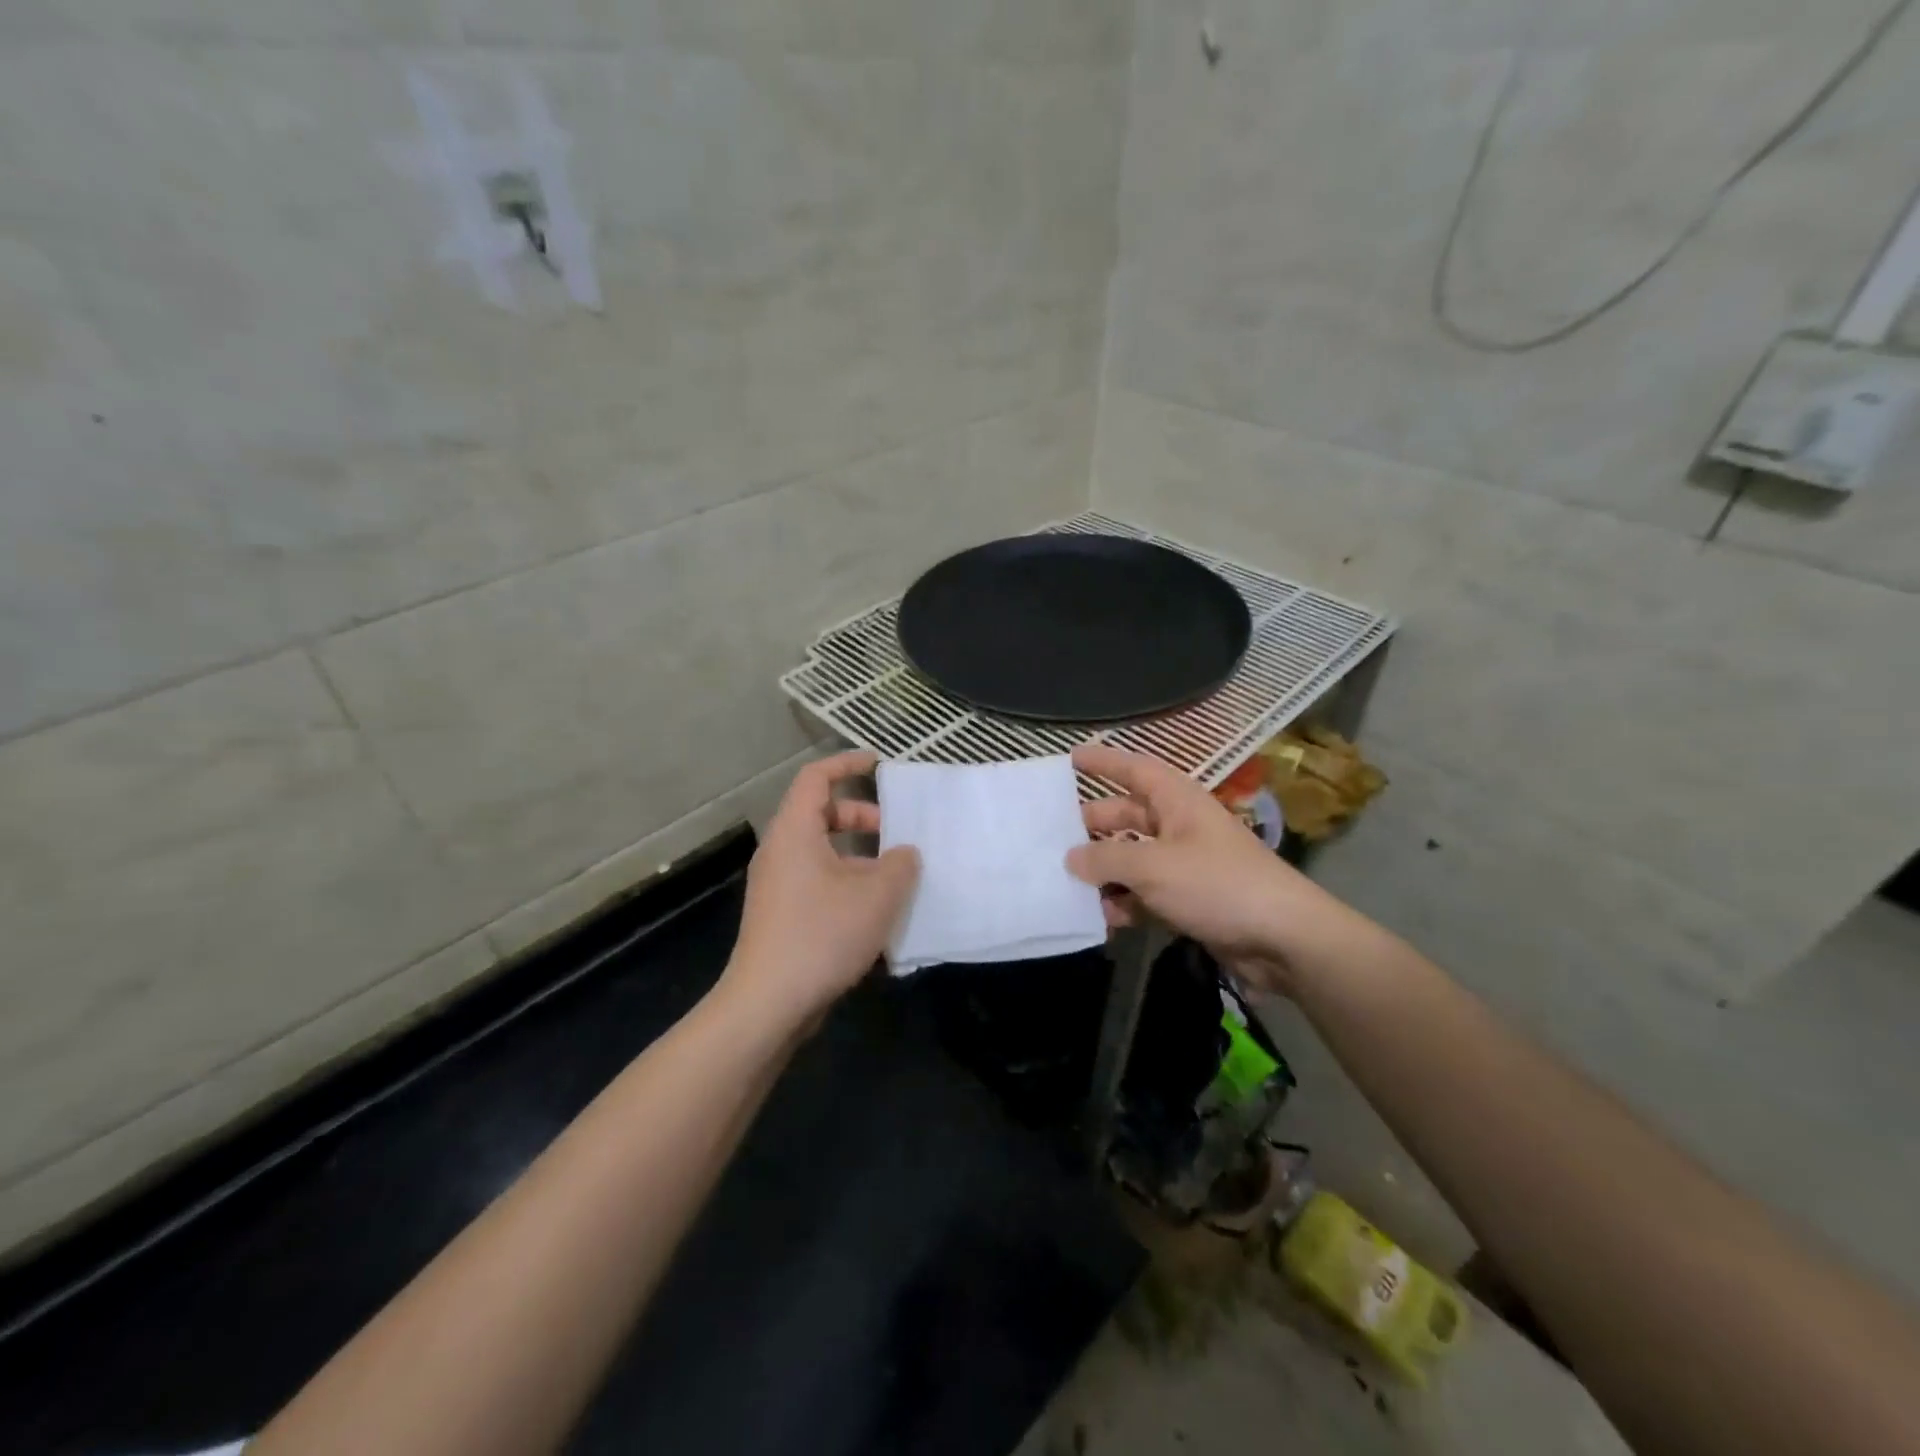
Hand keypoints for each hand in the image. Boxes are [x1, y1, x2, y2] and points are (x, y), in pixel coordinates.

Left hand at [723, 750, 918, 1027]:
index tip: (880, 765)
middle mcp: (780, 851)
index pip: (816, 777)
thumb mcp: (876, 895)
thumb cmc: (822, 935)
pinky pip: (817, 881)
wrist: (767, 1004)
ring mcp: (777, 885)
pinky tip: (875, 912)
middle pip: (820, 814)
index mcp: (795, 832)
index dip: (847, 764)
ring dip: (859, 856)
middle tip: (896, 833)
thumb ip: (900, 865)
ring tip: (894, 878)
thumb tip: (904, 854)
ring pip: (822, 852)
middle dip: (861, 816)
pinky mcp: (781, 915)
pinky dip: (846, 882)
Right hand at [1069, 744, 1350, 995]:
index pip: (1134, 769)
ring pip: (1131, 858)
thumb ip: (1106, 858)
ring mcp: (1184, 864)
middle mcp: (1178, 826)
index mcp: (1176, 801)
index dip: (1103, 761)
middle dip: (1090, 826)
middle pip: (1125, 816)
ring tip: (1064, 884)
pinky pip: (1143, 893)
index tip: (1070, 757)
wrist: (1283, 940)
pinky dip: (1123, 902)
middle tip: (1049, 837)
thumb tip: (1071, 858)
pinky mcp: (1187, 900)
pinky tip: (1099, 918)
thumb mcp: (1153, 866)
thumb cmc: (1217, 885)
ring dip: (1103, 871)